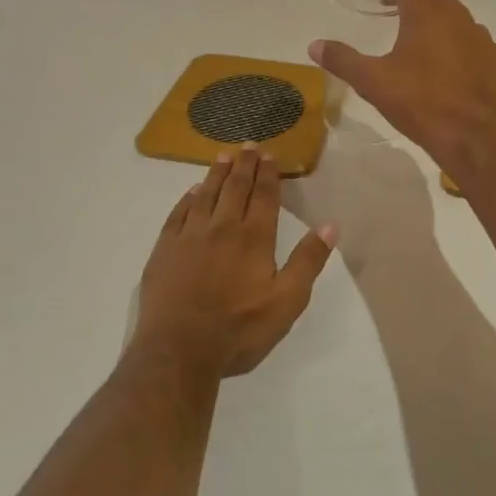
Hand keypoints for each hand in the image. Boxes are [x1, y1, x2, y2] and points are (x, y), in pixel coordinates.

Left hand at [133, 146, 336, 379]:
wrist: (179, 349)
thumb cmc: (239, 330)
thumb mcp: (287, 302)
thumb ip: (308, 261)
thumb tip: (331, 225)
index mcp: (254, 238)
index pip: (264, 196)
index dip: (268, 174)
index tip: (270, 155)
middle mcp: (222, 227)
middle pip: (235, 188)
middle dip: (244, 165)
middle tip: (248, 146)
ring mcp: (189, 236)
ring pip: (205, 195)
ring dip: (216, 174)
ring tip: (222, 157)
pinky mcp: (165, 249)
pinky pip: (178, 214)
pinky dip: (187, 199)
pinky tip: (191, 193)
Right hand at [309, 0, 495, 172]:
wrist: (476, 139)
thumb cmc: (422, 104)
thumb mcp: (374, 83)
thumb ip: (343, 60)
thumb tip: (315, 45)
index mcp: (425, 11)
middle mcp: (456, 14)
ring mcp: (479, 35)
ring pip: (452, 10)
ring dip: (430, 11)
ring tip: (410, 33)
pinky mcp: (493, 58)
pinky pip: (468, 36)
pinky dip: (450, 37)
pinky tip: (440, 62)